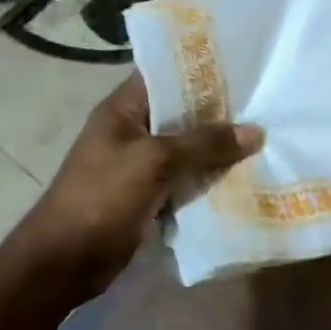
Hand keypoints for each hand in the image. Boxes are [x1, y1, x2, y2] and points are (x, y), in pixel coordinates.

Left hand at [19, 73, 262, 287]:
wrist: (64, 262)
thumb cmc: (102, 198)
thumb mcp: (155, 161)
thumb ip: (205, 143)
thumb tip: (256, 131)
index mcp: (123, 109)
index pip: (165, 75)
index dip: (202, 69)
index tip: (244, 67)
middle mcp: (132, 130)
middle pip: (183, 113)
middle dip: (221, 112)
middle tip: (266, 104)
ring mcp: (140, 164)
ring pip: (188, 148)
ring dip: (219, 148)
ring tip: (265, 136)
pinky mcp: (149, 194)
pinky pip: (187, 177)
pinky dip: (210, 177)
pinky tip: (245, 174)